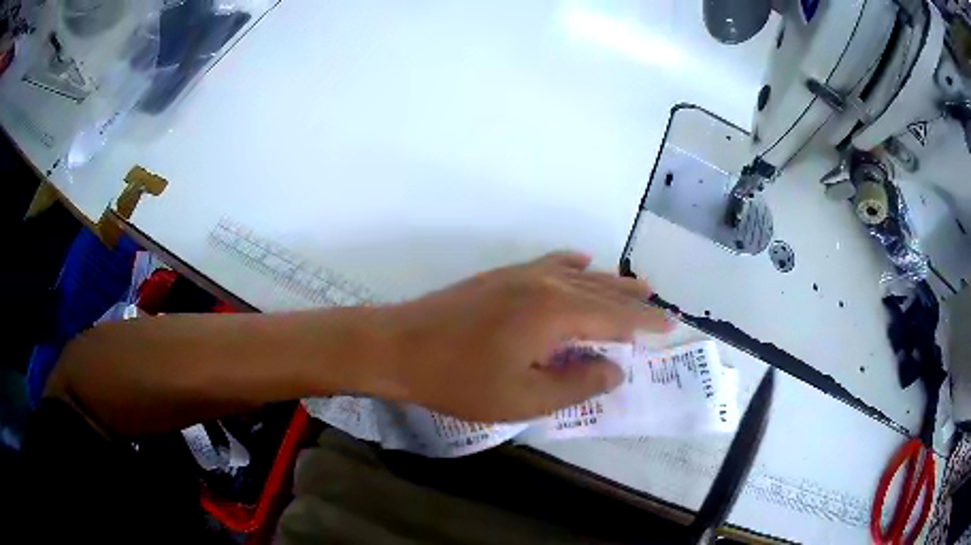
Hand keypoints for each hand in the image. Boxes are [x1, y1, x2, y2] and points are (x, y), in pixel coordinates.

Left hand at [374, 252, 670, 421]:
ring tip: (635, 285)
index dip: (644, 323)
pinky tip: (580, 262)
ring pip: (578, 275)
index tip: (670, 325)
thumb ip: (577, 385)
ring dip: (608, 282)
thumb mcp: (524, 398)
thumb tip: (615, 370)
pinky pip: (548, 264)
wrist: (398, 347)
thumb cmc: (460, 380)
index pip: (615, 317)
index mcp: (555, 313)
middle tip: (660, 306)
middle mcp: (544, 284)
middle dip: (633, 300)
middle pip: (601, 290)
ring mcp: (520, 275)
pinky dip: (571, 265)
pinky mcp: (500, 276)